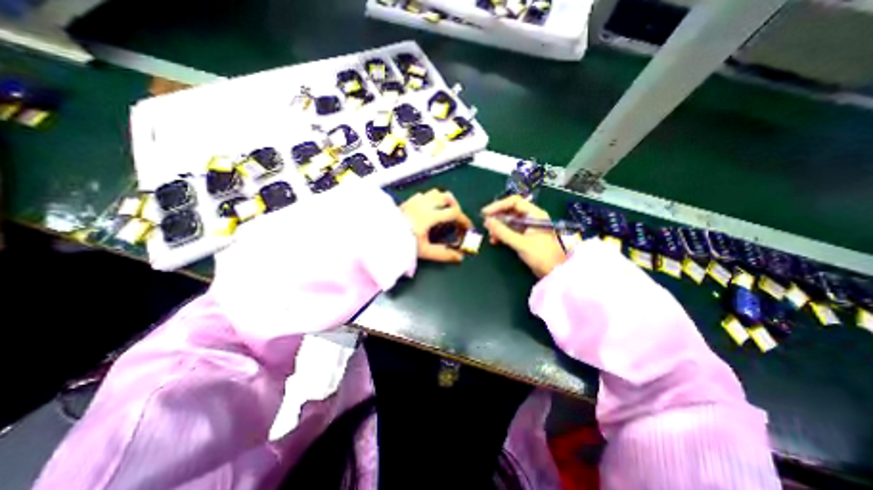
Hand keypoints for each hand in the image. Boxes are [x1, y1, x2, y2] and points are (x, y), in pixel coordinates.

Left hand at [401, 187, 473, 262]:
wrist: (380, 235)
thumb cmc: (403, 242)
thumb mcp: (424, 251)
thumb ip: (443, 254)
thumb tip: (459, 258)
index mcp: (431, 216)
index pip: (455, 213)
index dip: (464, 220)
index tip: (468, 227)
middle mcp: (425, 204)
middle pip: (448, 197)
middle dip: (456, 207)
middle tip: (456, 219)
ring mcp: (416, 200)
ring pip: (436, 192)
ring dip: (444, 201)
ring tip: (444, 212)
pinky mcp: (409, 200)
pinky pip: (425, 194)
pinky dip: (431, 199)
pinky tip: (429, 210)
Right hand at [480, 196, 569, 279]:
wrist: (555, 271)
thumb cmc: (541, 255)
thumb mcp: (520, 243)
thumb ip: (502, 232)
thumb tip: (487, 221)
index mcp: (534, 214)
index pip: (514, 202)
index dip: (498, 205)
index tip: (486, 213)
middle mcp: (531, 217)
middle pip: (510, 210)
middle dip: (497, 217)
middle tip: (486, 224)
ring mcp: (528, 227)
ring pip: (509, 221)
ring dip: (499, 227)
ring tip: (491, 236)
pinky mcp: (525, 236)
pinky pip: (511, 230)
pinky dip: (502, 234)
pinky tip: (496, 240)